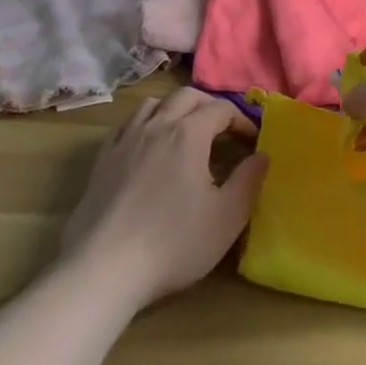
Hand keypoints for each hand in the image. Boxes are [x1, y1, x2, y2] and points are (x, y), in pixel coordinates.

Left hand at [59, 88, 268, 310]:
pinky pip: (126, 124)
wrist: (103, 268)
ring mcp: (125, 139)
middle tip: (223, 129)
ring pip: (153, 103)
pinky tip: (147, 145)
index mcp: (189, 134)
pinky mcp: (102, 159)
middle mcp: (157, 125)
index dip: (242, 121)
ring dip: (175, 108)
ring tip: (185, 131)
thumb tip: (262, 155)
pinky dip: (144, 123)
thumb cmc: (173, 243)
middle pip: (187, 96)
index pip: (221, 109)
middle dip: (209, 106)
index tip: (252, 143)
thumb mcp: (227, 217)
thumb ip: (249, 181)